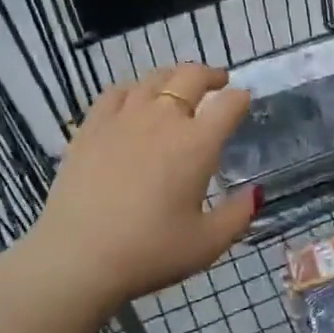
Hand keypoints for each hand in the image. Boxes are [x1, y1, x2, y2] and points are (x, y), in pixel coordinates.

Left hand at [21, 65, 257, 314]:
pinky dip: (134, 89)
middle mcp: (163, 118)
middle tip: (219, 83)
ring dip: (174, 77)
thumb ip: (238, 215)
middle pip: (192, 76)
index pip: (229, 104)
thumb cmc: (150, 252)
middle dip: (211, 75)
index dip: (242, 98)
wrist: (78, 257)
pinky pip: (117, 92)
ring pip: (154, 78)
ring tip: (179, 86)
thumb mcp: (207, 243)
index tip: (244, 102)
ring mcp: (124, 118)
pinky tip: (134, 99)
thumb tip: (255, 192)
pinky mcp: (91, 126)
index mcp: (197, 143)